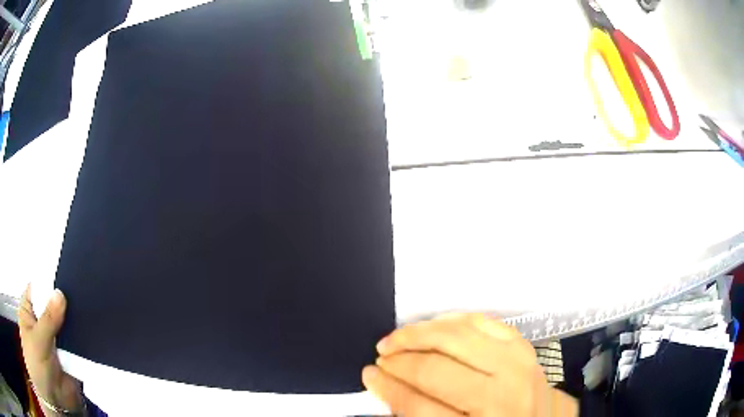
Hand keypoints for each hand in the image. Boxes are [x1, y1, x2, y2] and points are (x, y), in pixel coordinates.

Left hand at [18, 284, 83, 415]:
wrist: (52, 400)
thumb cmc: (36, 364)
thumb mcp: (37, 340)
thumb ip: (48, 320)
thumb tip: (60, 294)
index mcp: (30, 310)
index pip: (39, 287)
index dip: (50, 280)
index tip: (66, 272)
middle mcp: (42, 322)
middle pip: (54, 305)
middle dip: (67, 302)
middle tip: (84, 290)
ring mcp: (57, 340)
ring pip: (68, 325)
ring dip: (77, 322)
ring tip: (92, 309)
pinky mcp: (70, 357)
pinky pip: (78, 345)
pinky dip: (85, 341)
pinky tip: (95, 333)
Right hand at [362, 313, 577, 416]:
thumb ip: (419, 415)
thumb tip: (385, 387)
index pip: (418, 406)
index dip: (387, 388)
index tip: (369, 375)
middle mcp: (501, 396)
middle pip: (435, 369)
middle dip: (399, 360)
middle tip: (381, 356)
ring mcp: (516, 366)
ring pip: (457, 336)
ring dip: (419, 333)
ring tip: (398, 338)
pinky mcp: (523, 347)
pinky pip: (482, 322)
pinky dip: (453, 320)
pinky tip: (434, 326)